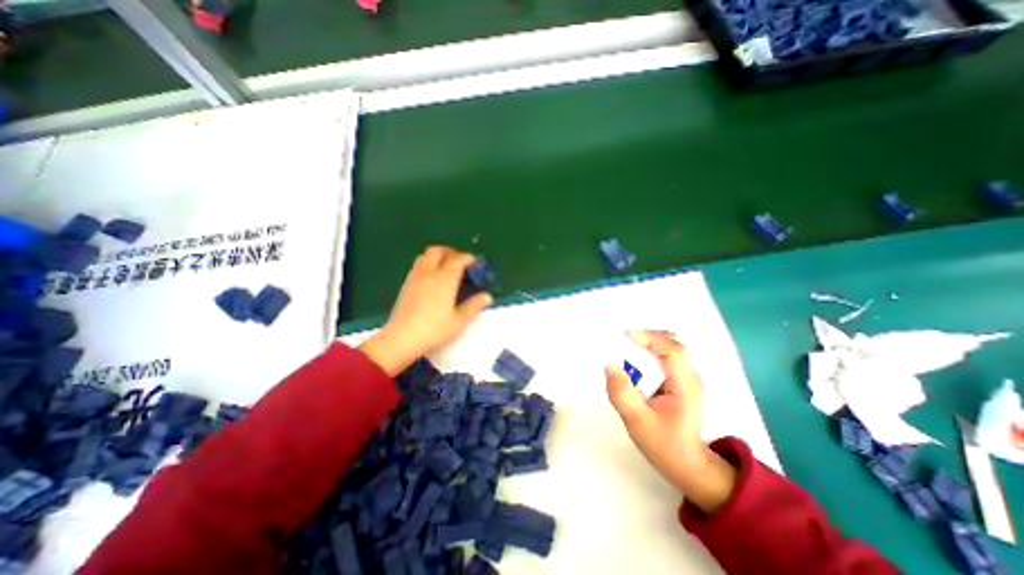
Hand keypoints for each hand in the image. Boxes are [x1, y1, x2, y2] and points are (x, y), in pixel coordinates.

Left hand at [358, 244, 490, 377]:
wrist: (401, 338)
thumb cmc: (434, 330)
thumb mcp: (459, 321)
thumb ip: (474, 306)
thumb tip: (487, 296)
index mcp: (445, 279)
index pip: (458, 260)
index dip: (468, 258)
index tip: (476, 263)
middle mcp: (429, 272)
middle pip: (438, 251)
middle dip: (451, 252)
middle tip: (460, 263)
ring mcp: (415, 277)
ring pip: (425, 256)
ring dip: (438, 257)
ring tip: (446, 269)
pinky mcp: (406, 284)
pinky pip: (418, 265)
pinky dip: (428, 264)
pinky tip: (432, 279)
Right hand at [607, 331, 735, 513]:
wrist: (687, 464)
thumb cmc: (663, 444)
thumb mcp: (637, 421)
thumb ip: (622, 392)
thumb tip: (609, 363)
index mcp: (686, 385)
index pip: (672, 350)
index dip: (648, 338)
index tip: (623, 335)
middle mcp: (691, 376)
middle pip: (672, 344)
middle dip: (646, 337)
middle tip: (621, 339)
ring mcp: (688, 377)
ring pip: (670, 347)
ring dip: (648, 343)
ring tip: (625, 346)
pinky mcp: (681, 380)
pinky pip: (666, 356)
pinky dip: (650, 351)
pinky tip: (636, 359)